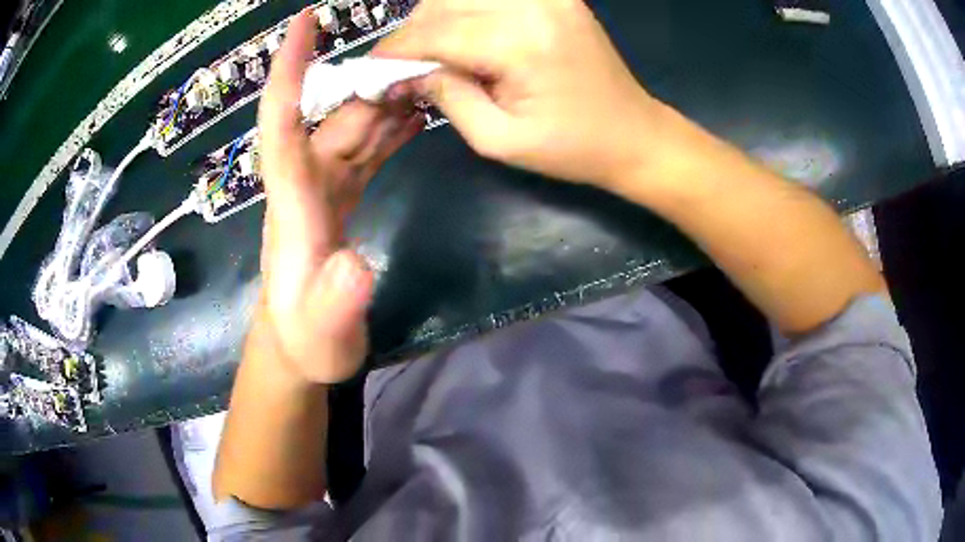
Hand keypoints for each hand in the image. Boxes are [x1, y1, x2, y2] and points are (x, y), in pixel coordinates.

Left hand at [255, 10, 422, 383]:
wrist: (300, 348)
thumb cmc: (307, 341)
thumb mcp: (322, 335)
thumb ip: (334, 306)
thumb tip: (355, 267)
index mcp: (293, 204)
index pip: (282, 123)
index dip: (289, 70)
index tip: (303, 23)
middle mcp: (304, 185)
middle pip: (333, 116)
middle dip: (369, 81)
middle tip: (422, 58)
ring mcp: (322, 190)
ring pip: (351, 129)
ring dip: (385, 101)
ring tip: (429, 82)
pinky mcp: (337, 200)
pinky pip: (363, 151)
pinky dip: (388, 129)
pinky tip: (414, 117)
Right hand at [375, 0, 658, 186]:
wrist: (633, 134)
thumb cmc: (571, 148)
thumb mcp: (498, 139)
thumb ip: (446, 97)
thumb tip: (406, 72)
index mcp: (521, 43)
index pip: (435, 33)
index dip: (396, 51)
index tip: (371, 70)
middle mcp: (532, 5)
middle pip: (445, 4)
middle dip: (413, 33)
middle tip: (400, 66)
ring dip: (436, 18)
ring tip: (430, 53)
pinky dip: (466, 10)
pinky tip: (463, 35)